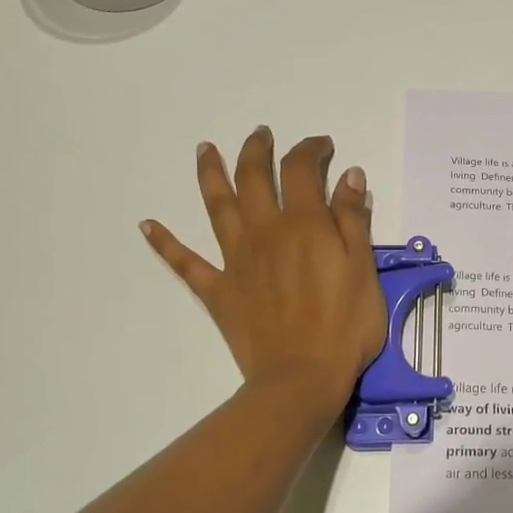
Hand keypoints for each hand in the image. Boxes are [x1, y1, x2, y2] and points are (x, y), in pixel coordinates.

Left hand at [142, 127, 385, 410]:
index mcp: (303, 224)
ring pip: (218, 207)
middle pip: (253, 178)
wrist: (301, 378)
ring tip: (204, 150)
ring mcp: (236, 260)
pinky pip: (186, 263)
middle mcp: (264, 232)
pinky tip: (148, 225)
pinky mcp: (219, 291)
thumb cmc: (345, 326)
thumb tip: (349, 176)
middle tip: (261, 134)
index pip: (302, 170)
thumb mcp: (364, 270)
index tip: (322, 145)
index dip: (311, 150)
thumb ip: (354, 220)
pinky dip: (165, 243)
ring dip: (210, 174)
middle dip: (257, 150)